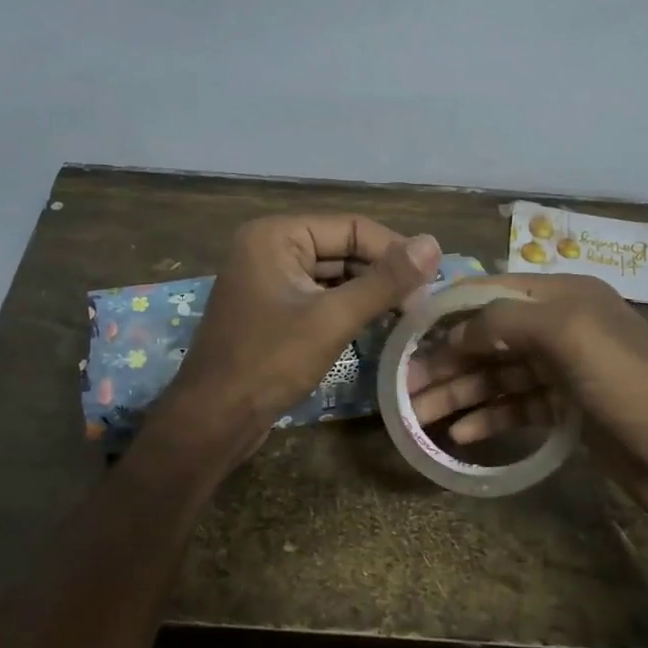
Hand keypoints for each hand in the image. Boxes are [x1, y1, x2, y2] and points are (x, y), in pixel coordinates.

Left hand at [160, 215, 441, 446]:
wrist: (213, 419)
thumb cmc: (269, 362)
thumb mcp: (332, 319)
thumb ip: (384, 281)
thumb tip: (434, 243)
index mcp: (277, 235)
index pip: (352, 227)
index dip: (395, 251)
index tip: (432, 283)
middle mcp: (269, 248)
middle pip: (342, 249)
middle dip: (382, 274)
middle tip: (422, 305)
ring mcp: (267, 280)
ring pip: (333, 275)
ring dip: (367, 293)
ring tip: (406, 316)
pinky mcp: (271, 310)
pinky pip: (318, 297)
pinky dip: (346, 309)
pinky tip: (375, 326)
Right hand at [405, 274, 647, 534]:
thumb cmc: (630, 386)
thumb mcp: (567, 335)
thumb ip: (505, 321)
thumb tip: (456, 330)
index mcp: (563, 297)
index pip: (491, 292)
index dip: (448, 311)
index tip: (406, 334)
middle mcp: (561, 329)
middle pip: (490, 339)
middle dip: (447, 361)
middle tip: (403, 387)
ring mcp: (565, 372)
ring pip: (499, 377)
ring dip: (460, 393)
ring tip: (419, 416)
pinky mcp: (569, 412)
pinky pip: (518, 408)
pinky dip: (489, 418)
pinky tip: (460, 435)